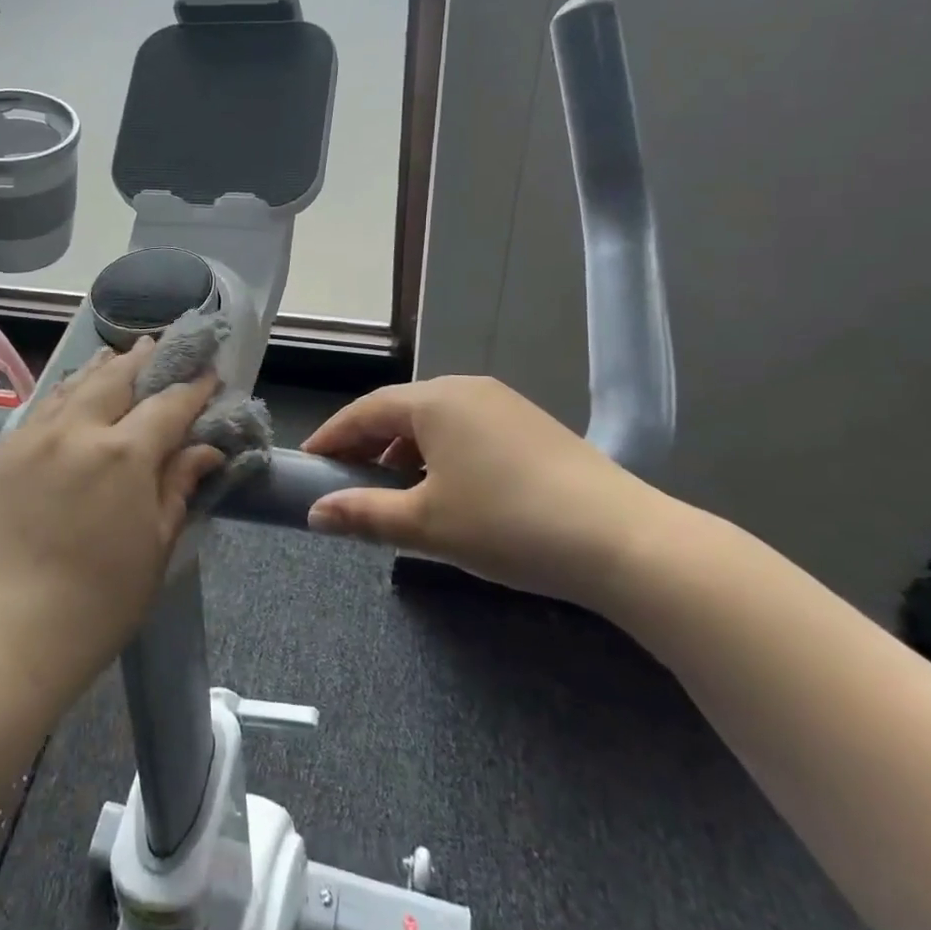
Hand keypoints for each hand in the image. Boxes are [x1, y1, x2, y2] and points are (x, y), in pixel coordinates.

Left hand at [0, 340, 222, 707]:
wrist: (0, 638)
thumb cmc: (95, 604)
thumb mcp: (154, 548)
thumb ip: (178, 487)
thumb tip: (206, 450)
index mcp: (123, 454)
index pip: (168, 405)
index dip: (193, 389)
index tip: (210, 376)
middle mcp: (77, 431)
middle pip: (117, 378)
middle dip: (145, 359)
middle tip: (161, 345)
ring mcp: (32, 438)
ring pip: (74, 385)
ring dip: (103, 367)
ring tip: (119, 355)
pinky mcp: (1, 453)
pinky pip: (42, 408)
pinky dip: (66, 391)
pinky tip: (73, 392)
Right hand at [304, 375, 668, 610]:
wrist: (622, 540)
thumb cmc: (507, 524)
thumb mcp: (425, 525)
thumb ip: (363, 513)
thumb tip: (316, 514)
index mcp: (435, 401)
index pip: (365, 410)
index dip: (332, 436)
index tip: (308, 463)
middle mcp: (466, 389)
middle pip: (400, 410)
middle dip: (367, 444)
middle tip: (345, 480)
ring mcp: (504, 403)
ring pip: (435, 421)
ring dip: (404, 450)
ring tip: (394, 490)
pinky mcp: (532, 425)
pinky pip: (467, 429)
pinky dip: (441, 453)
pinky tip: (447, 489)